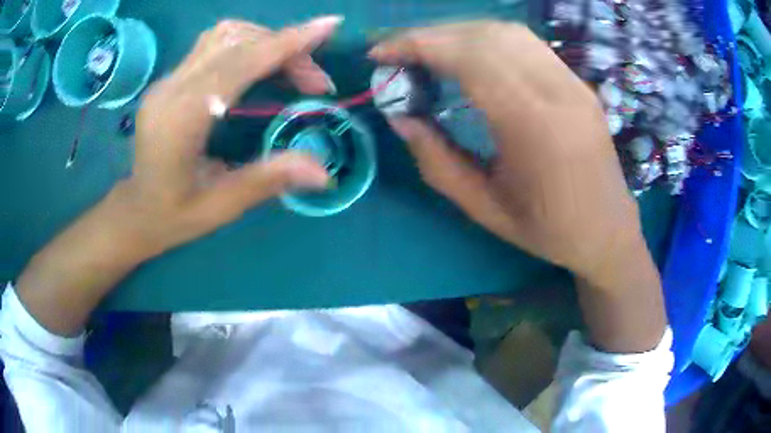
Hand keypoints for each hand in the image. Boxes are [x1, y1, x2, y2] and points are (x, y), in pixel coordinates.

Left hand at [120, 17, 343, 258]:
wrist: (134, 210)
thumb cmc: (172, 216)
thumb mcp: (220, 207)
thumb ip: (267, 180)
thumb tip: (325, 172)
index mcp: (181, 119)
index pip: (239, 63)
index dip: (286, 42)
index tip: (328, 26)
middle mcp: (171, 88)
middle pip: (236, 41)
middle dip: (285, 49)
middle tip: (314, 82)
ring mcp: (168, 79)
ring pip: (224, 35)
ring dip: (265, 41)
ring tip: (290, 68)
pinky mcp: (169, 78)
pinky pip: (213, 44)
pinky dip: (246, 45)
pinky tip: (259, 65)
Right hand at [370, 21, 640, 281]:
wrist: (608, 230)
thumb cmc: (548, 230)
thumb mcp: (484, 208)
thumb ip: (437, 160)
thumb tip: (399, 117)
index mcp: (534, 126)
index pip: (468, 57)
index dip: (417, 45)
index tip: (380, 53)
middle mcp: (557, 90)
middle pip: (484, 35)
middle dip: (430, 35)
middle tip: (397, 51)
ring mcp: (572, 81)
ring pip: (506, 31)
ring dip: (458, 32)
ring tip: (427, 51)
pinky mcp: (577, 81)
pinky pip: (527, 43)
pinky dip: (486, 38)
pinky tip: (468, 54)